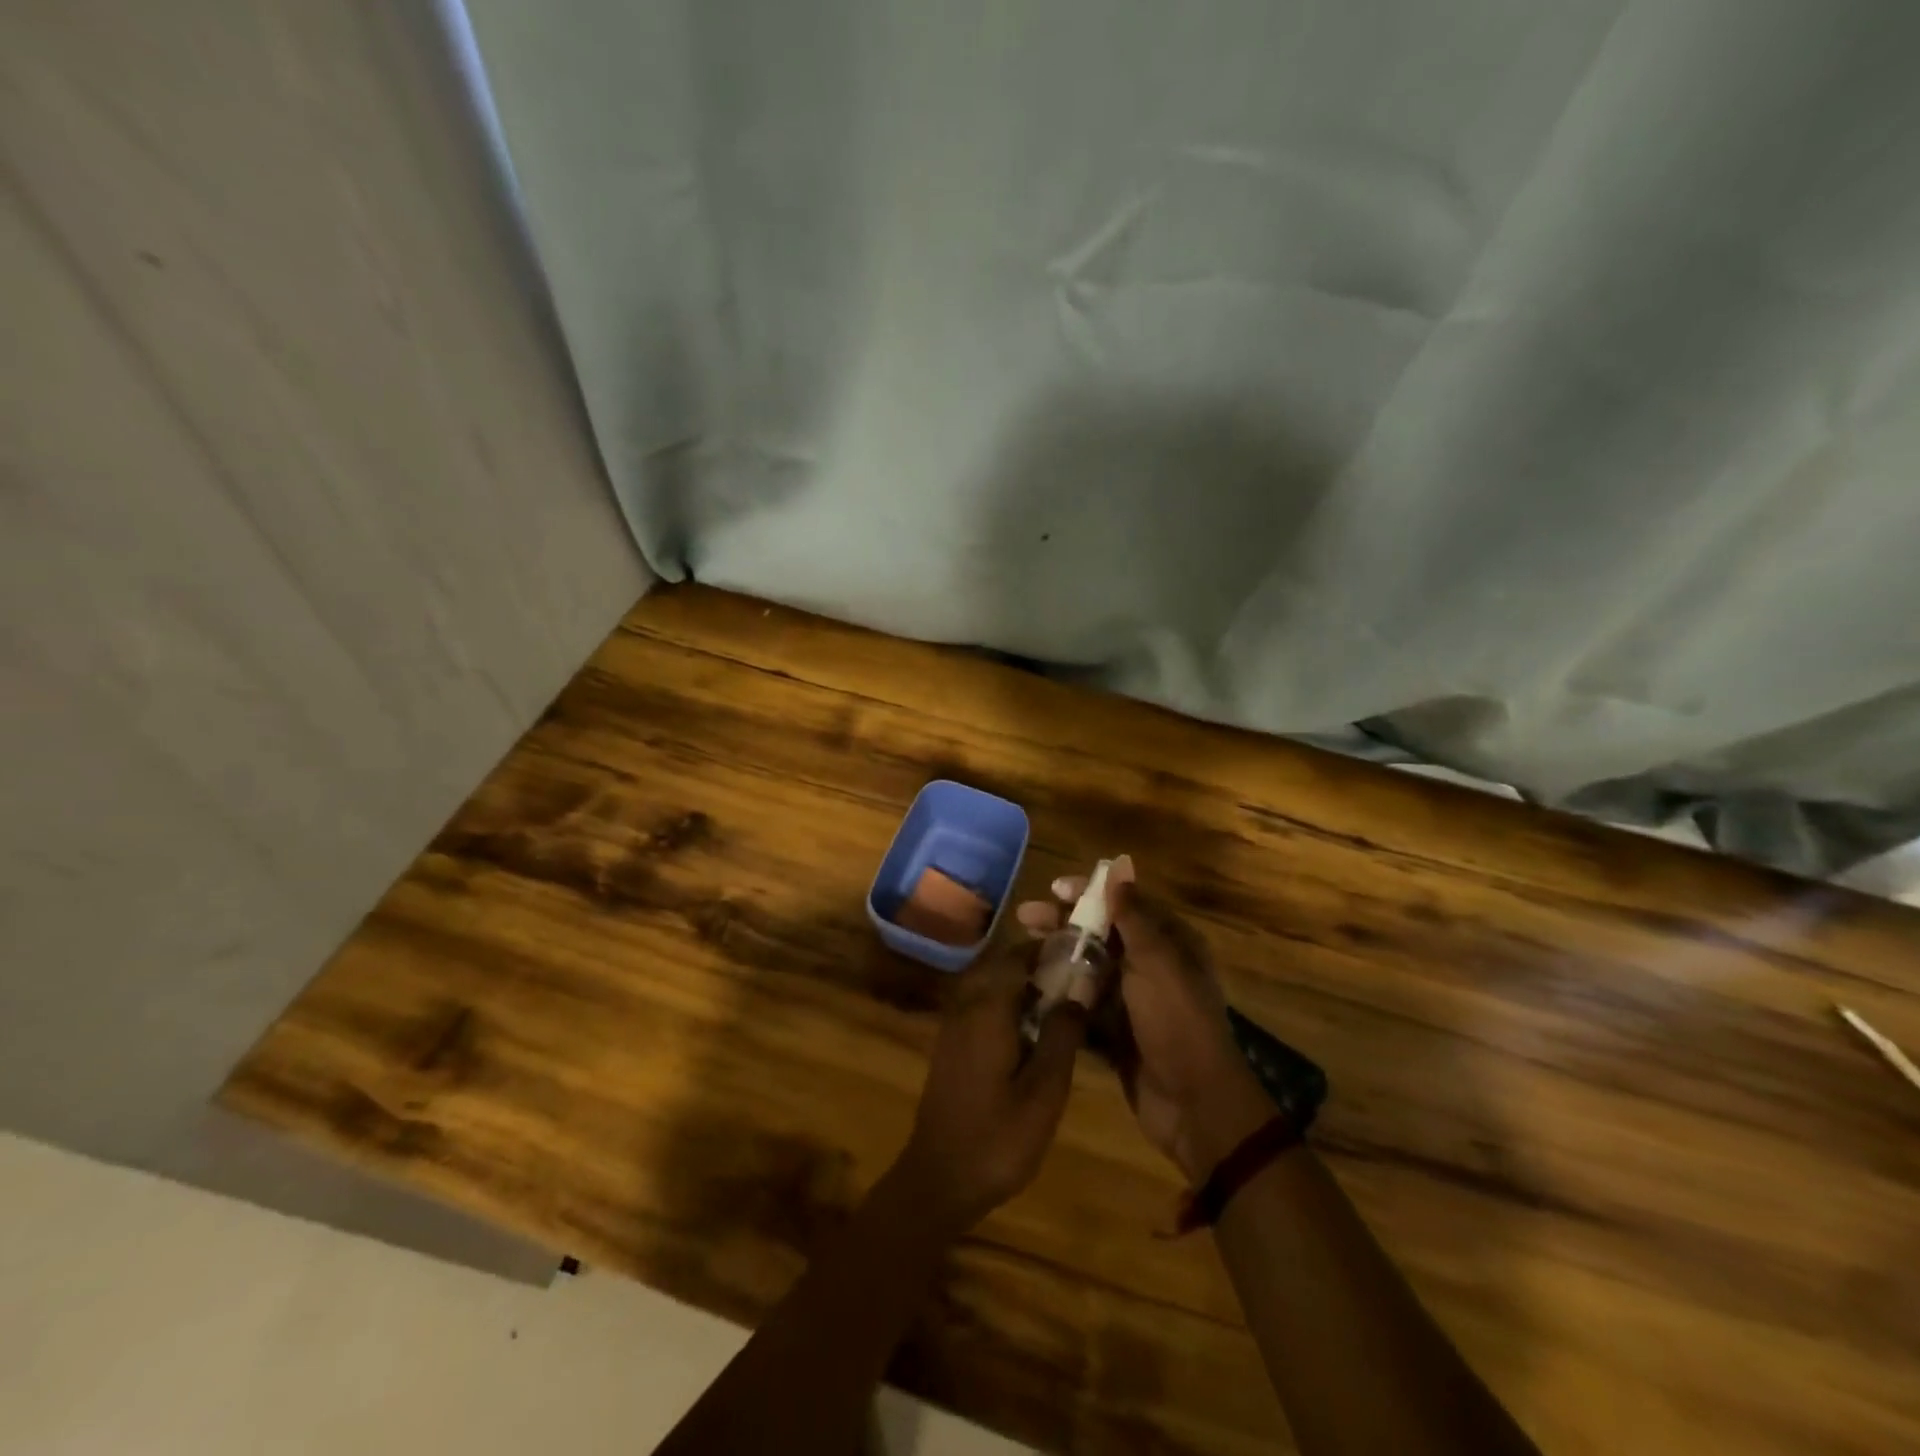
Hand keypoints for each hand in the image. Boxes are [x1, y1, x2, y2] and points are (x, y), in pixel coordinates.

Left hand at [890, 943, 1087, 1233]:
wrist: (939, 1179)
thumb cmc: (997, 1138)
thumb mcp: (1044, 1092)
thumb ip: (1062, 1037)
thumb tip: (1077, 993)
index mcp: (987, 1010)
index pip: (1015, 958)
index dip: (1045, 949)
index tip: (1076, 951)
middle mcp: (965, 1008)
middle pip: (1001, 969)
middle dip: (1035, 967)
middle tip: (1073, 979)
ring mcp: (953, 1028)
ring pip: (989, 988)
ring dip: (1021, 988)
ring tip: (1058, 1005)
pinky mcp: (950, 1047)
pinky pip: (980, 1010)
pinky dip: (1005, 1008)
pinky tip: (1029, 1035)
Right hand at [1018, 856, 1270, 1183]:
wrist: (1193, 1103)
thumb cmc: (1176, 1021)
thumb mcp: (1157, 961)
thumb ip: (1134, 915)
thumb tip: (1118, 868)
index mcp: (1169, 942)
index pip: (1124, 903)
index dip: (1089, 892)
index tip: (1054, 889)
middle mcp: (1151, 965)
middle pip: (1101, 933)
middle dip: (1064, 923)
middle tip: (1025, 918)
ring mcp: (1131, 1000)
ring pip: (1088, 968)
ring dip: (1058, 957)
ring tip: (1022, 951)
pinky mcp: (1115, 1032)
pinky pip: (1083, 1005)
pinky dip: (1061, 996)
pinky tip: (1029, 990)